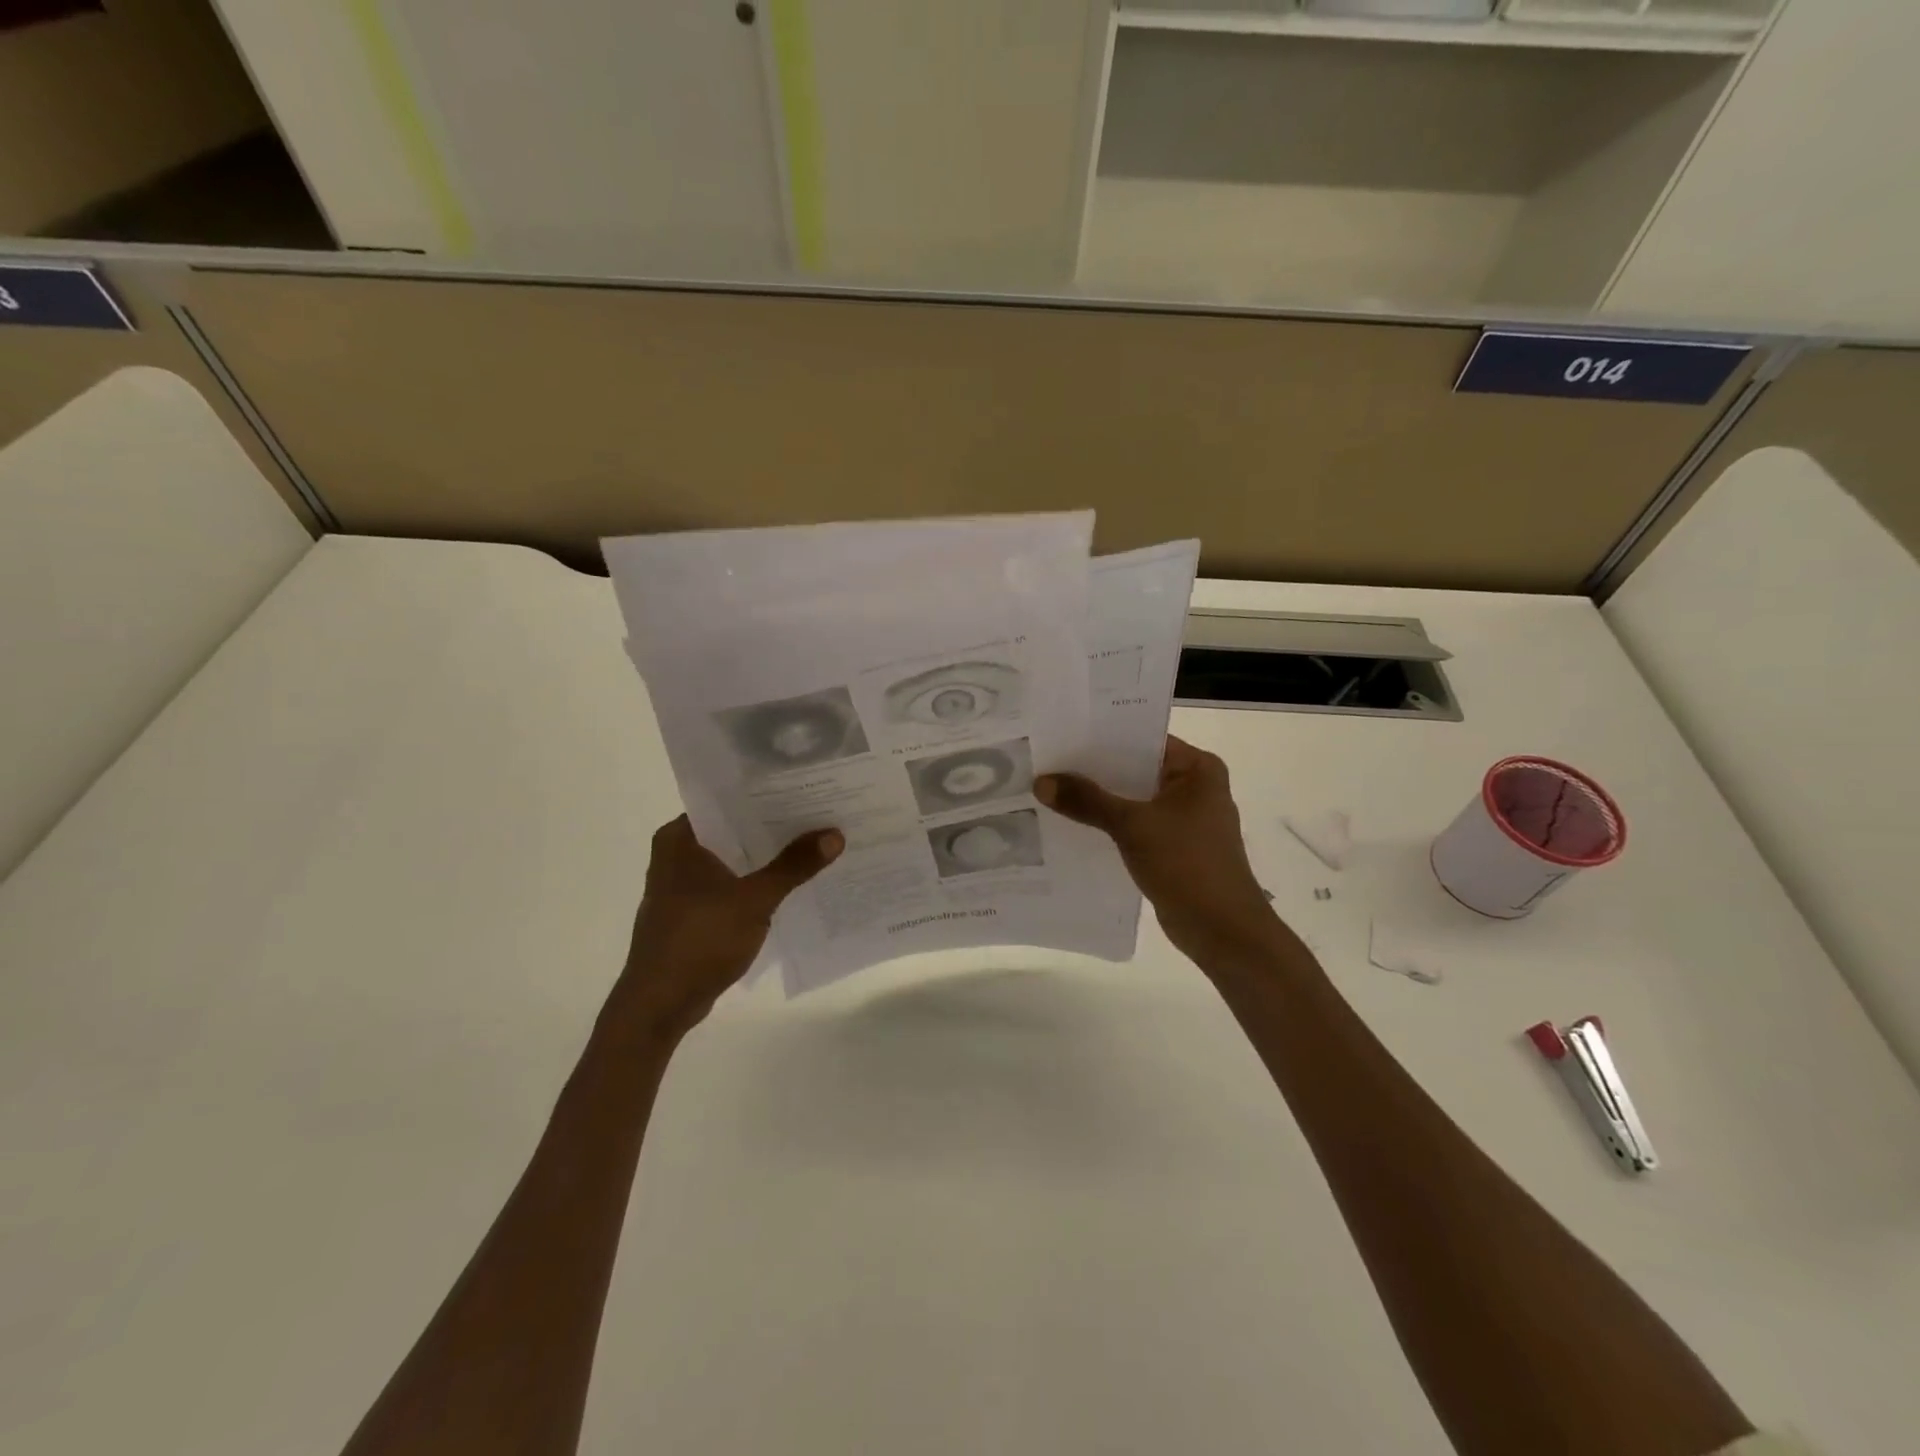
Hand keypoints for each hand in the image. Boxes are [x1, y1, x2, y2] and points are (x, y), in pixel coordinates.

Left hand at [611, 816, 842, 1041]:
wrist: (659, 1005)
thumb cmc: (699, 941)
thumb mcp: (754, 900)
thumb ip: (793, 866)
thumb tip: (834, 834)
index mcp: (680, 838)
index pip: (729, 801)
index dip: (768, 795)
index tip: (807, 788)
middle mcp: (677, 853)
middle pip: (735, 830)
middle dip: (775, 827)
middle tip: (821, 814)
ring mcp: (683, 885)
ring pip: (735, 859)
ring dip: (768, 857)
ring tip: (814, 843)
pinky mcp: (693, 911)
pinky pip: (732, 884)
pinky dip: (757, 883)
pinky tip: (792, 883)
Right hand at [1035, 737, 1281, 965]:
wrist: (1222, 931)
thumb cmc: (1187, 865)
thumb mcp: (1132, 826)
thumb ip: (1087, 800)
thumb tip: (1042, 781)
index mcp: (1197, 768)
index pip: (1142, 739)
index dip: (1101, 738)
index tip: (1060, 736)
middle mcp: (1194, 787)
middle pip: (1135, 769)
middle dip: (1094, 771)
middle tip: (1046, 762)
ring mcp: (1185, 819)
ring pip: (1133, 799)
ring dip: (1099, 800)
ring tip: (1050, 790)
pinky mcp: (1174, 847)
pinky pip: (1135, 825)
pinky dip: (1109, 825)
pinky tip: (1071, 824)